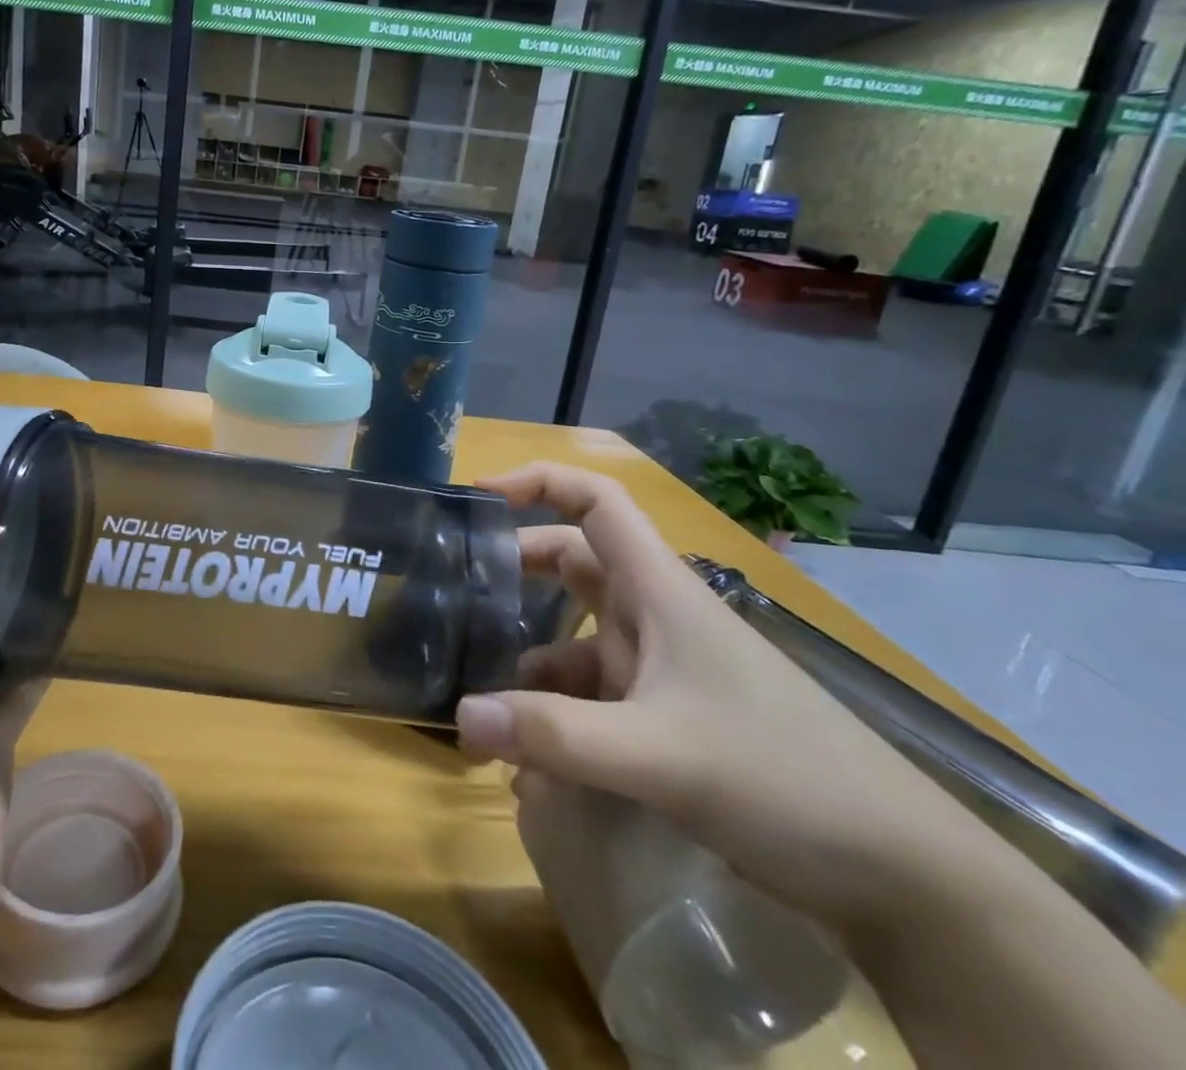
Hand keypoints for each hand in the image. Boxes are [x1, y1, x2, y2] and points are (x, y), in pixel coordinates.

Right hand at [455, 461, 981, 937]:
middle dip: (515, 572)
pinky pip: (593, 698)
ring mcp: (663, 671)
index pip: (596, 501)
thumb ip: (557, 736)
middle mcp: (657, 619)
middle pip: (573, 564)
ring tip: (474, 688)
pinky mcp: (670, 721)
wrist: (907, 881)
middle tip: (455, 594)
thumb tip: (461, 716)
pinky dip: (555, 715)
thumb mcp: (662, 755)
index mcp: (660, 592)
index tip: (478, 496)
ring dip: (527, 658)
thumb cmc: (787, 779)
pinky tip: (527, 758)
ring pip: (575, 637)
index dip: (537, 482)